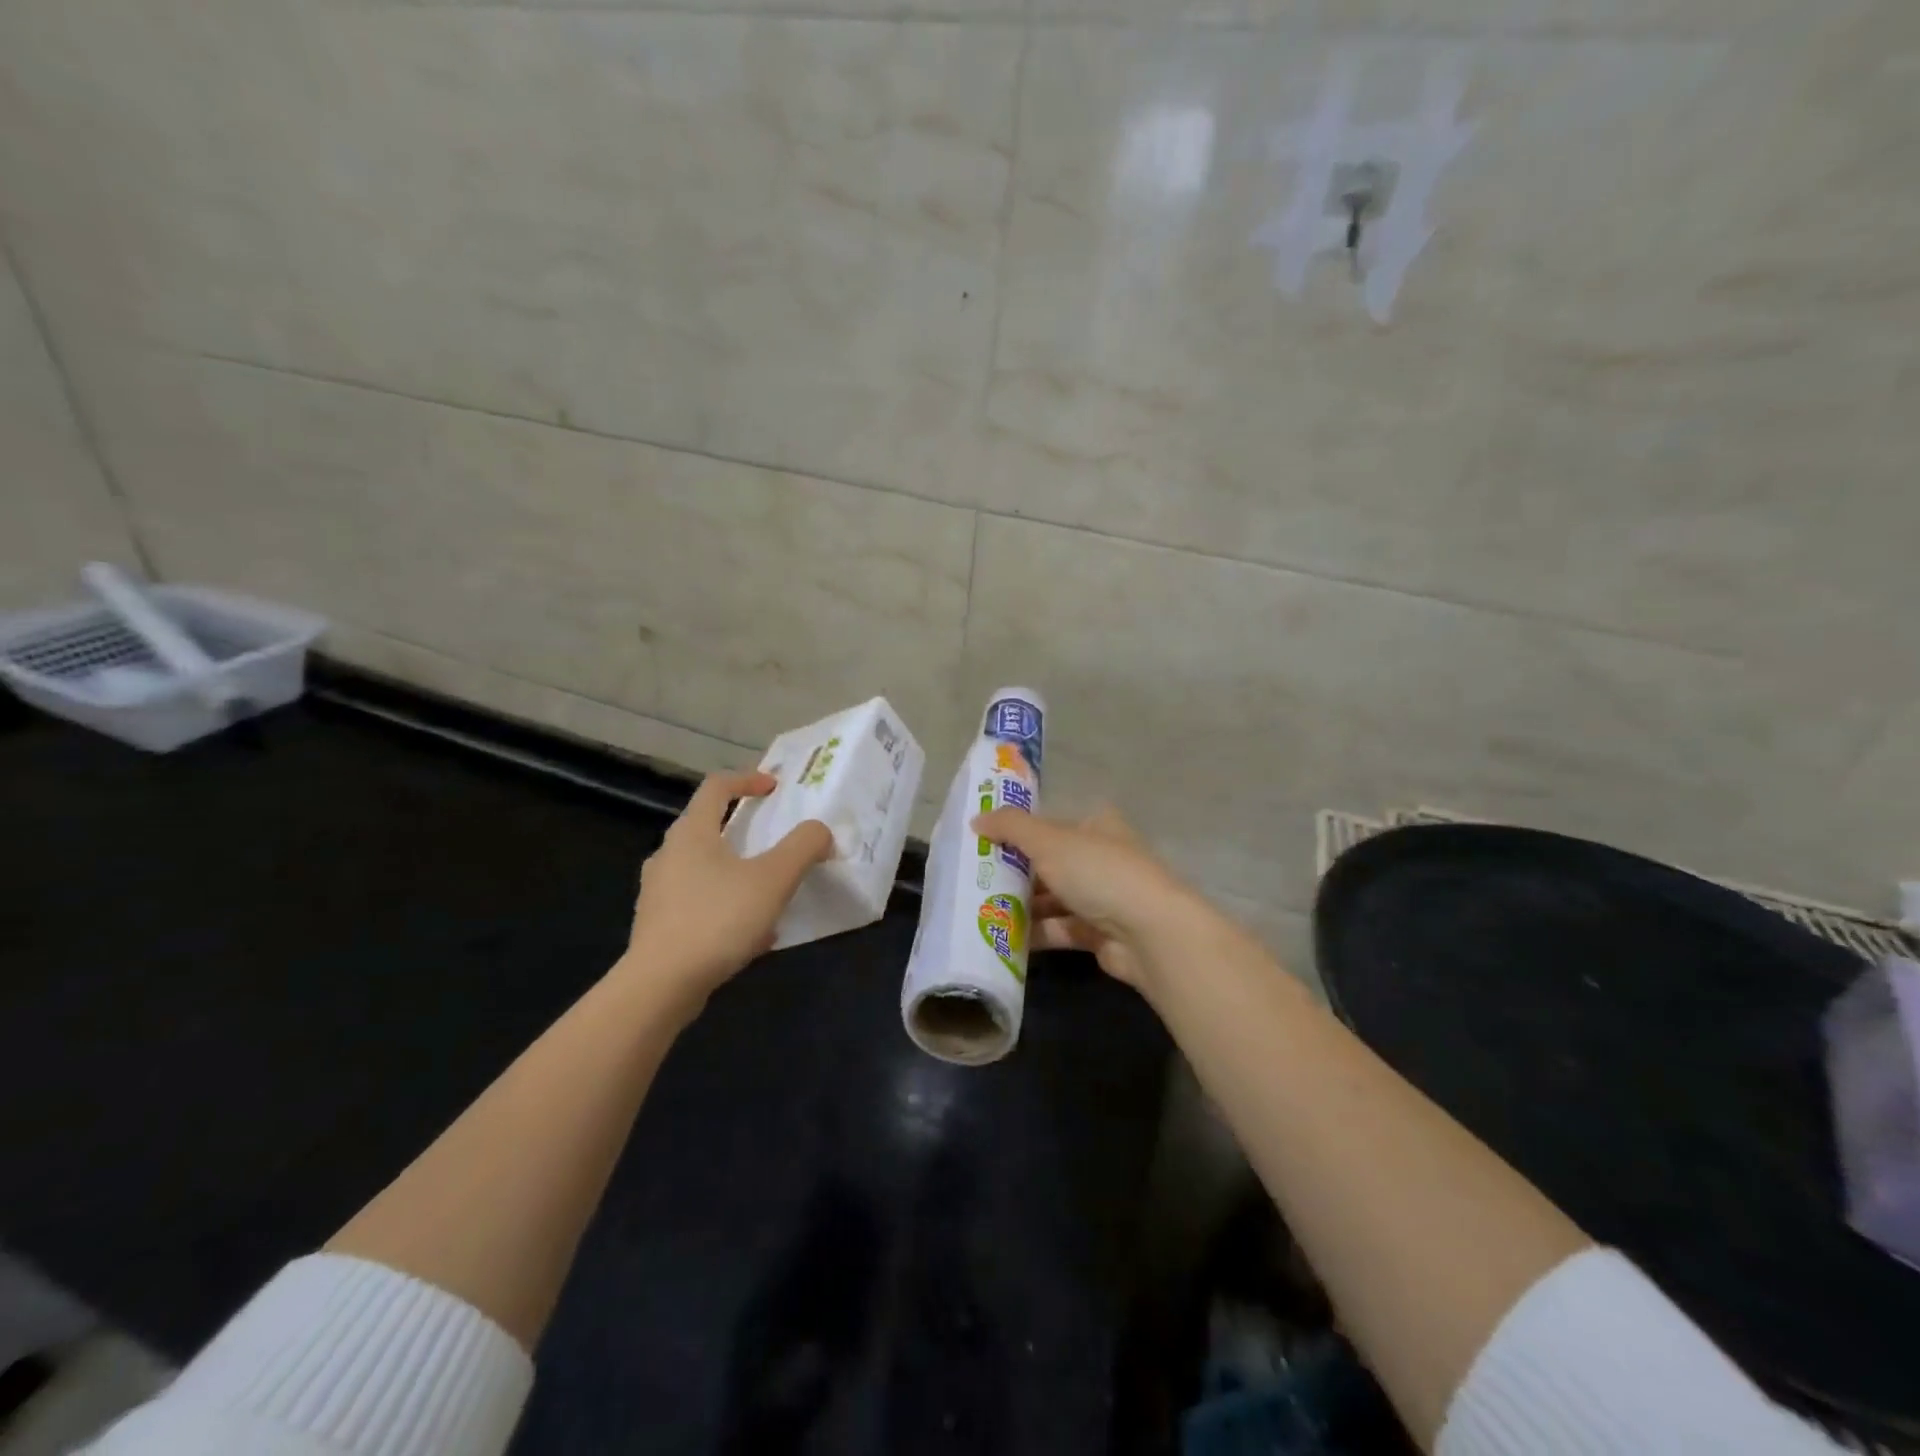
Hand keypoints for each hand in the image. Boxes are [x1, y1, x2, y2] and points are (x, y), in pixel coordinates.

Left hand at [623, 770, 831, 1005]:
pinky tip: (751, 934)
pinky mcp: (657, 926)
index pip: (716, 786)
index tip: (775, 787)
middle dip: (744, 828)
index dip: (748, 779)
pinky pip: (699, 902)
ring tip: (768, 891)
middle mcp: (668, 855)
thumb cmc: (718, 919)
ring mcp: (658, 892)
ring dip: (737, 870)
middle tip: (774, 838)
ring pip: (703, 868)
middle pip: (707, 826)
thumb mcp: (774, 879)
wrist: (660, 987)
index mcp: (691, 833)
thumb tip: (820, 831)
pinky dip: (726, 904)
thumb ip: (803, 846)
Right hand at [970, 805, 1219, 995]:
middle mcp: (1100, 858)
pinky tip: (1001, 937)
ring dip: (1020, 905)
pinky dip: (1034, 933)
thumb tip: (976, 819)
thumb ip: (1010, 827)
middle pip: (1048, 863)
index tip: (981, 843)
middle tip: (972, 881)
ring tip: (979, 911)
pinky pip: (1058, 929)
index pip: (1049, 824)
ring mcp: (1102, 898)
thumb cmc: (1099, 873)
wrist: (1150, 934)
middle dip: (1013, 872)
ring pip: (1052, 898)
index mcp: (1096, 826)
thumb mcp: (1048, 841)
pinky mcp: (1099, 934)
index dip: (1016, 831)